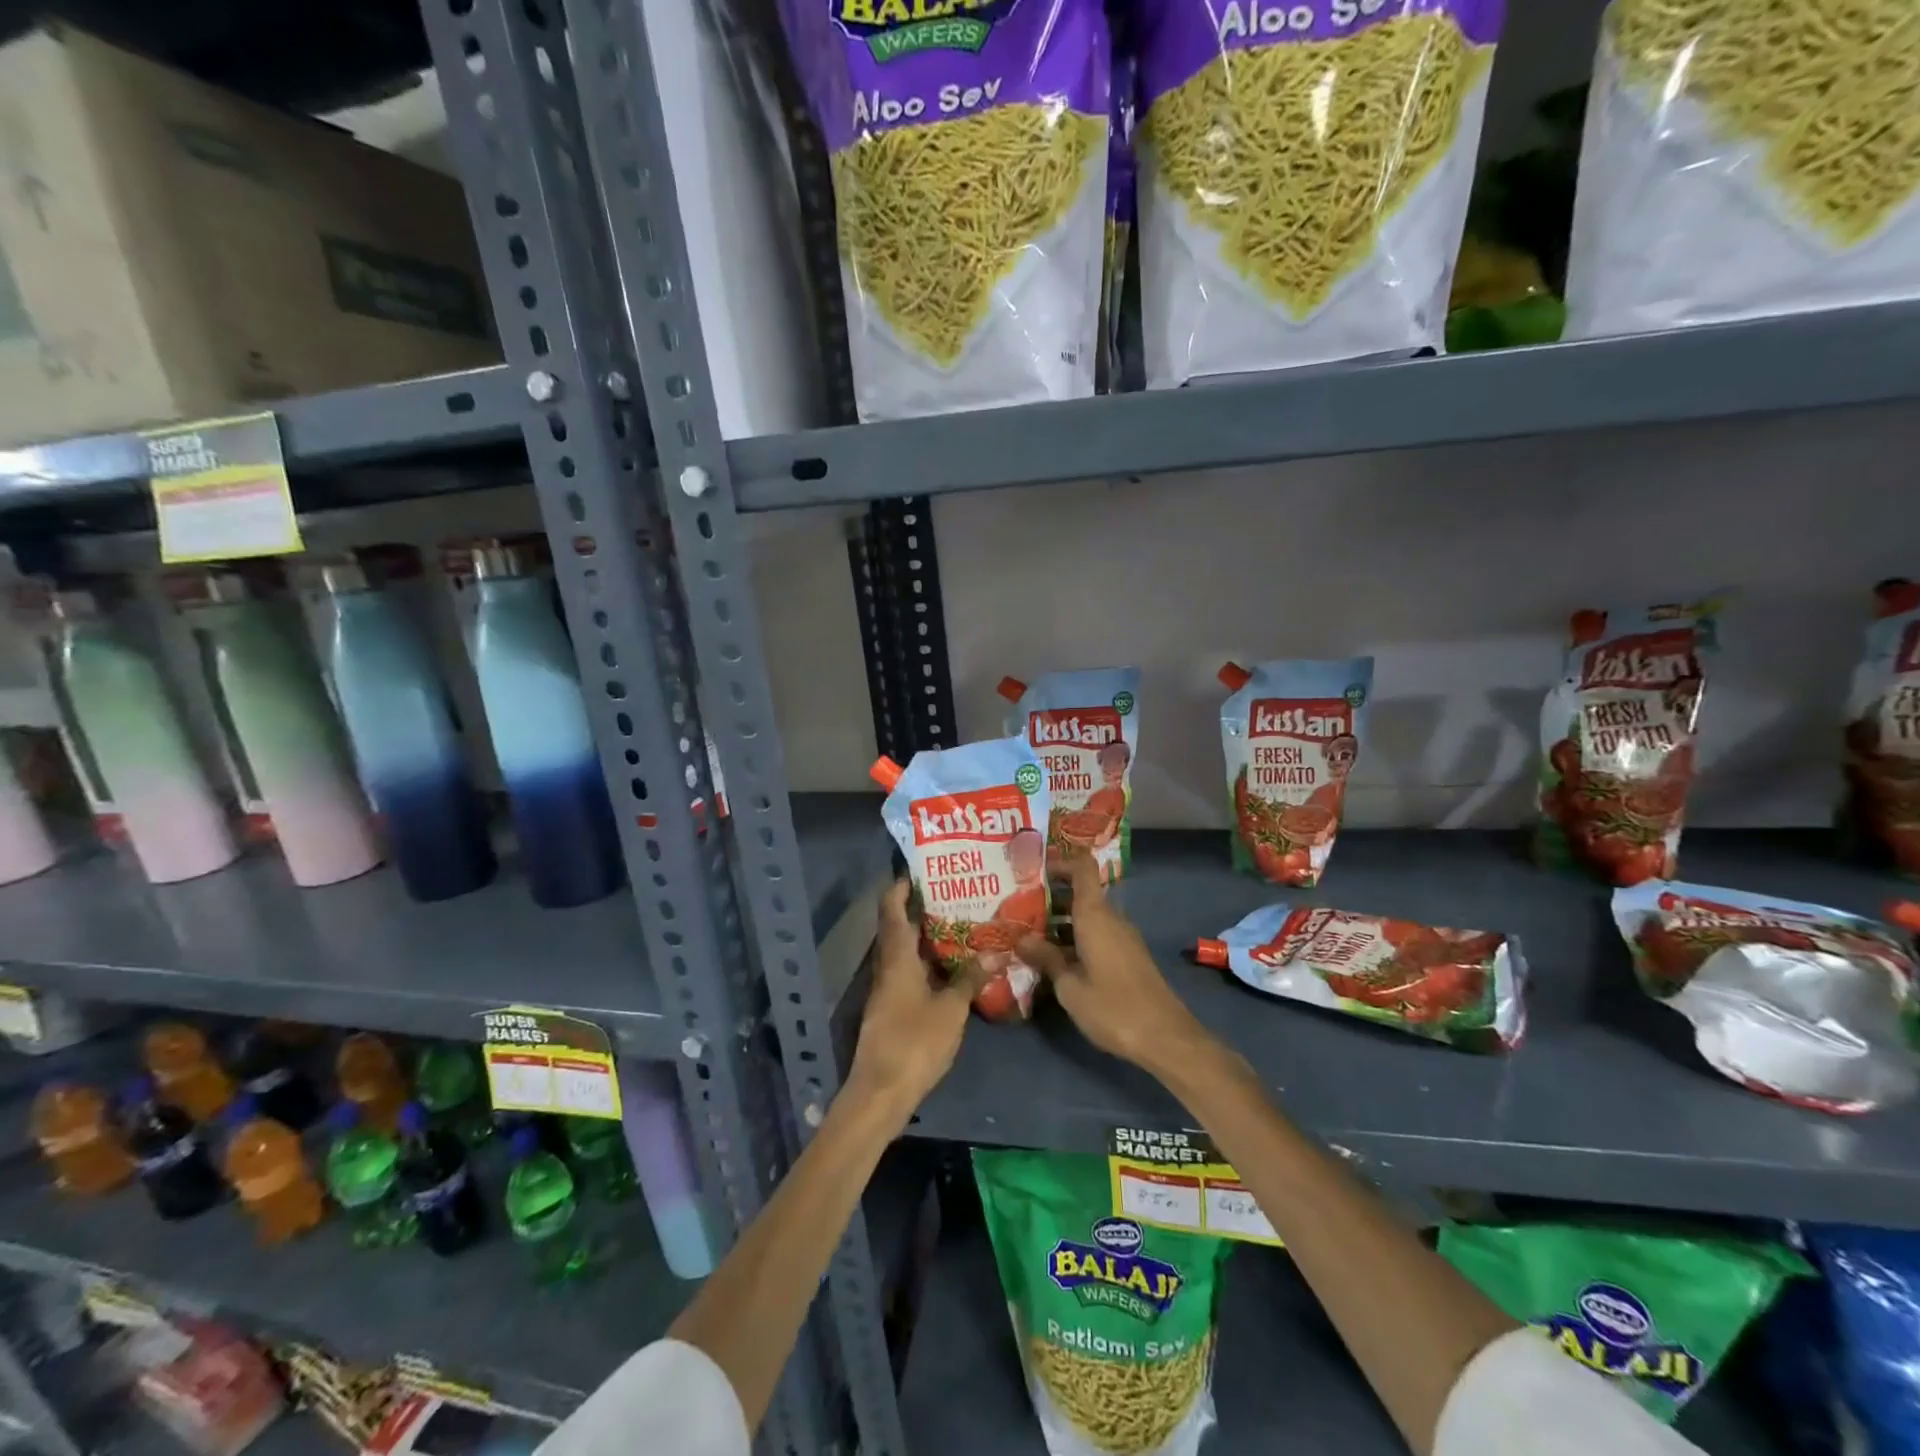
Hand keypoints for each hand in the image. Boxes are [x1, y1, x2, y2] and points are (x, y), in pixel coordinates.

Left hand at [846, 880, 980, 1117]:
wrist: (881, 1092)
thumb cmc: (914, 1042)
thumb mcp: (950, 1009)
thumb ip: (970, 979)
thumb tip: (994, 953)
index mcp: (896, 958)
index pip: (891, 909)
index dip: (901, 886)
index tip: (921, 869)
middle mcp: (887, 967)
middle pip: (898, 927)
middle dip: (921, 909)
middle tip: (954, 893)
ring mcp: (887, 989)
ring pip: (905, 952)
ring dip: (926, 937)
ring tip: (960, 923)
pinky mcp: (892, 1008)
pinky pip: (909, 973)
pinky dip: (927, 962)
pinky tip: (952, 966)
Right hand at [1018, 852, 1215, 1074]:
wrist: (1165, 1037)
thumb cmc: (1112, 1008)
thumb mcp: (1070, 987)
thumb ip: (1045, 958)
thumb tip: (1021, 938)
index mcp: (1095, 915)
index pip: (1082, 868)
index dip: (1061, 861)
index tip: (1035, 869)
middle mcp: (1111, 918)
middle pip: (1082, 892)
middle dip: (1051, 896)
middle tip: (1019, 907)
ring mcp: (1123, 937)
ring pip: (1089, 915)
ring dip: (1062, 920)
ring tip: (1030, 934)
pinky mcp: (1128, 956)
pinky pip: (1098, 933)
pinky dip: (1076, 936)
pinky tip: (1056, 958)